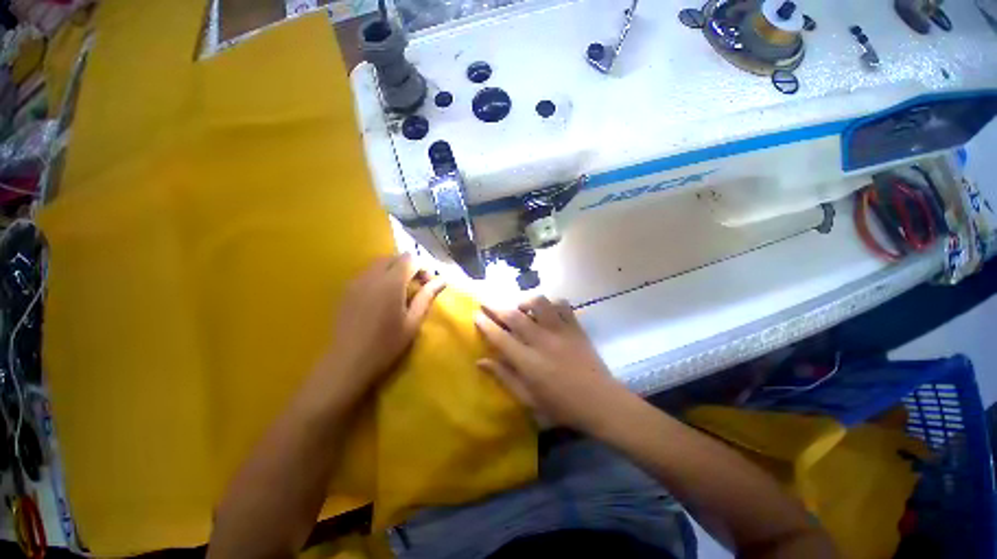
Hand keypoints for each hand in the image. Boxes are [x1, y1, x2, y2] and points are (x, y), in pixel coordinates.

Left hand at [323, 254, 445, 396]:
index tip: (429, 283)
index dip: (423, 267)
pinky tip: (382, 297)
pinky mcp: (346, 290)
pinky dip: (380, 277)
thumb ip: (427, 296)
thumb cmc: (386, 344)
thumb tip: (442, 280)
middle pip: (394, 258)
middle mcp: (371, 276)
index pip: (410, 259)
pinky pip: (367, 274)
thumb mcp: (413, 322)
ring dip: (394, 270)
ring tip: (400, 292)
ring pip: (379, 264)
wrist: (347, 362)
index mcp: (391, 283)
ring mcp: (356, 282)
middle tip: (417, 286)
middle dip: (409, 266)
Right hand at [474, 296, 630, 433]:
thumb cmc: (561, 406)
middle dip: (496, 307)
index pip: (499, 337)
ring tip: (521, 308)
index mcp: (528, 362)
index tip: (476, 315)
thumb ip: (504, 377)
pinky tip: (547, 311)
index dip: (485, 324)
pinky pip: (562, 304)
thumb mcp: (528, 399)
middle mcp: (541, 341)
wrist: (600, 402)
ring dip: (525, 301)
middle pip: (514, 315)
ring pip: (539, 302)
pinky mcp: (575, 327)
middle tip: (487, 303)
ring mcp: (560, 331)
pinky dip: (552, 303)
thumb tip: (480, 362)